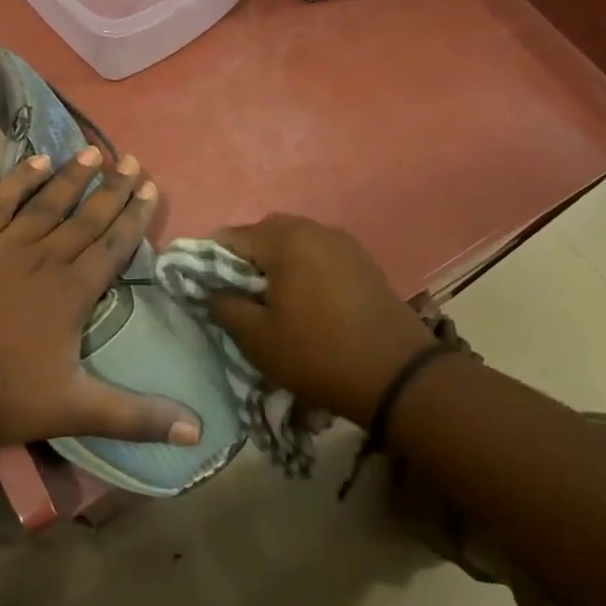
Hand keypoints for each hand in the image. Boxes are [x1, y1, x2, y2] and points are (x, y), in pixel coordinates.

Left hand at [0, 148, 200, 450]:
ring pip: (47, 203)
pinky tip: (35, 160)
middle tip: (131, 160)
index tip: (149, 187)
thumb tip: (198, 433)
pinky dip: (18, 180)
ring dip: (72, 176)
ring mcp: (3, 246)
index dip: (134, 216)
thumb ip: (137, 417)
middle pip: (85, 218)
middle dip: (112, 189)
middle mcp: (44, 258)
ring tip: (94, 151)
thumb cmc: (2, 396)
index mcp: (72, 292)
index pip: (113, 246)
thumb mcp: (75, 410)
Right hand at [206, 214, 435, 425]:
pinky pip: (319, 255)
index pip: (230, 237)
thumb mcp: (257, 338)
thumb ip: (224, 306)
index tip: (206, 291)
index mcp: (285, 239)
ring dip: (276, 265)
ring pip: (293, 243)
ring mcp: (343, 243)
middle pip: (263, 234)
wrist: (398, 377)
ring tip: (272, 303)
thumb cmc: (318, 354)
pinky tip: (305, 303)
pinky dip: (303, 270)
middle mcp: (314, 229)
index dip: (210, 263)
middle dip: (245, 261)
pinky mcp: (363, 261)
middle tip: (239, 299)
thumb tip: (210, 289)